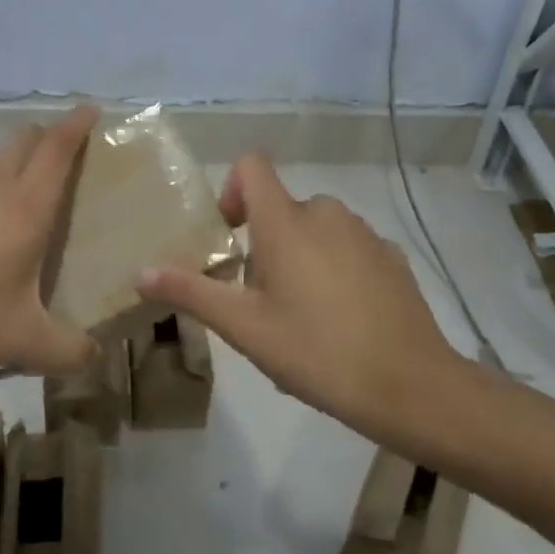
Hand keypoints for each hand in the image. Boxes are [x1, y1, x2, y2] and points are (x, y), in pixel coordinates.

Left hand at [0, 106, 100, 379]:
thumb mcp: (22, 342)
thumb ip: (68, 351)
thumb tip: (96, 359)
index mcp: (25, 206)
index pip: (58, 148)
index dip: (76, 124)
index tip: (90, 109)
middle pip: (23, 139)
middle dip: (44, 138)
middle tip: (56, 159)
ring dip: (5, 165)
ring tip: (8, 198)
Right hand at [137, 154, 461, 438]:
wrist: (413, 387)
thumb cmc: (318, 352)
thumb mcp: (246, 329)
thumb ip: (193, 293)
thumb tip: (141, 273)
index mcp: (286, 221)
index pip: (251, 166)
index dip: (231, 190)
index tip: (230, 237)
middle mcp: (325, 212)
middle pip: (280, 208)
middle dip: (264, 245)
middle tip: (262, 302)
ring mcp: (364, 232)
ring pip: (315, 229)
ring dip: (299, 258)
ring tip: (302, 318)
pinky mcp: (391, 256)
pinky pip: (348, 247)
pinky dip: (334, 269)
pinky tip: (343, 321)